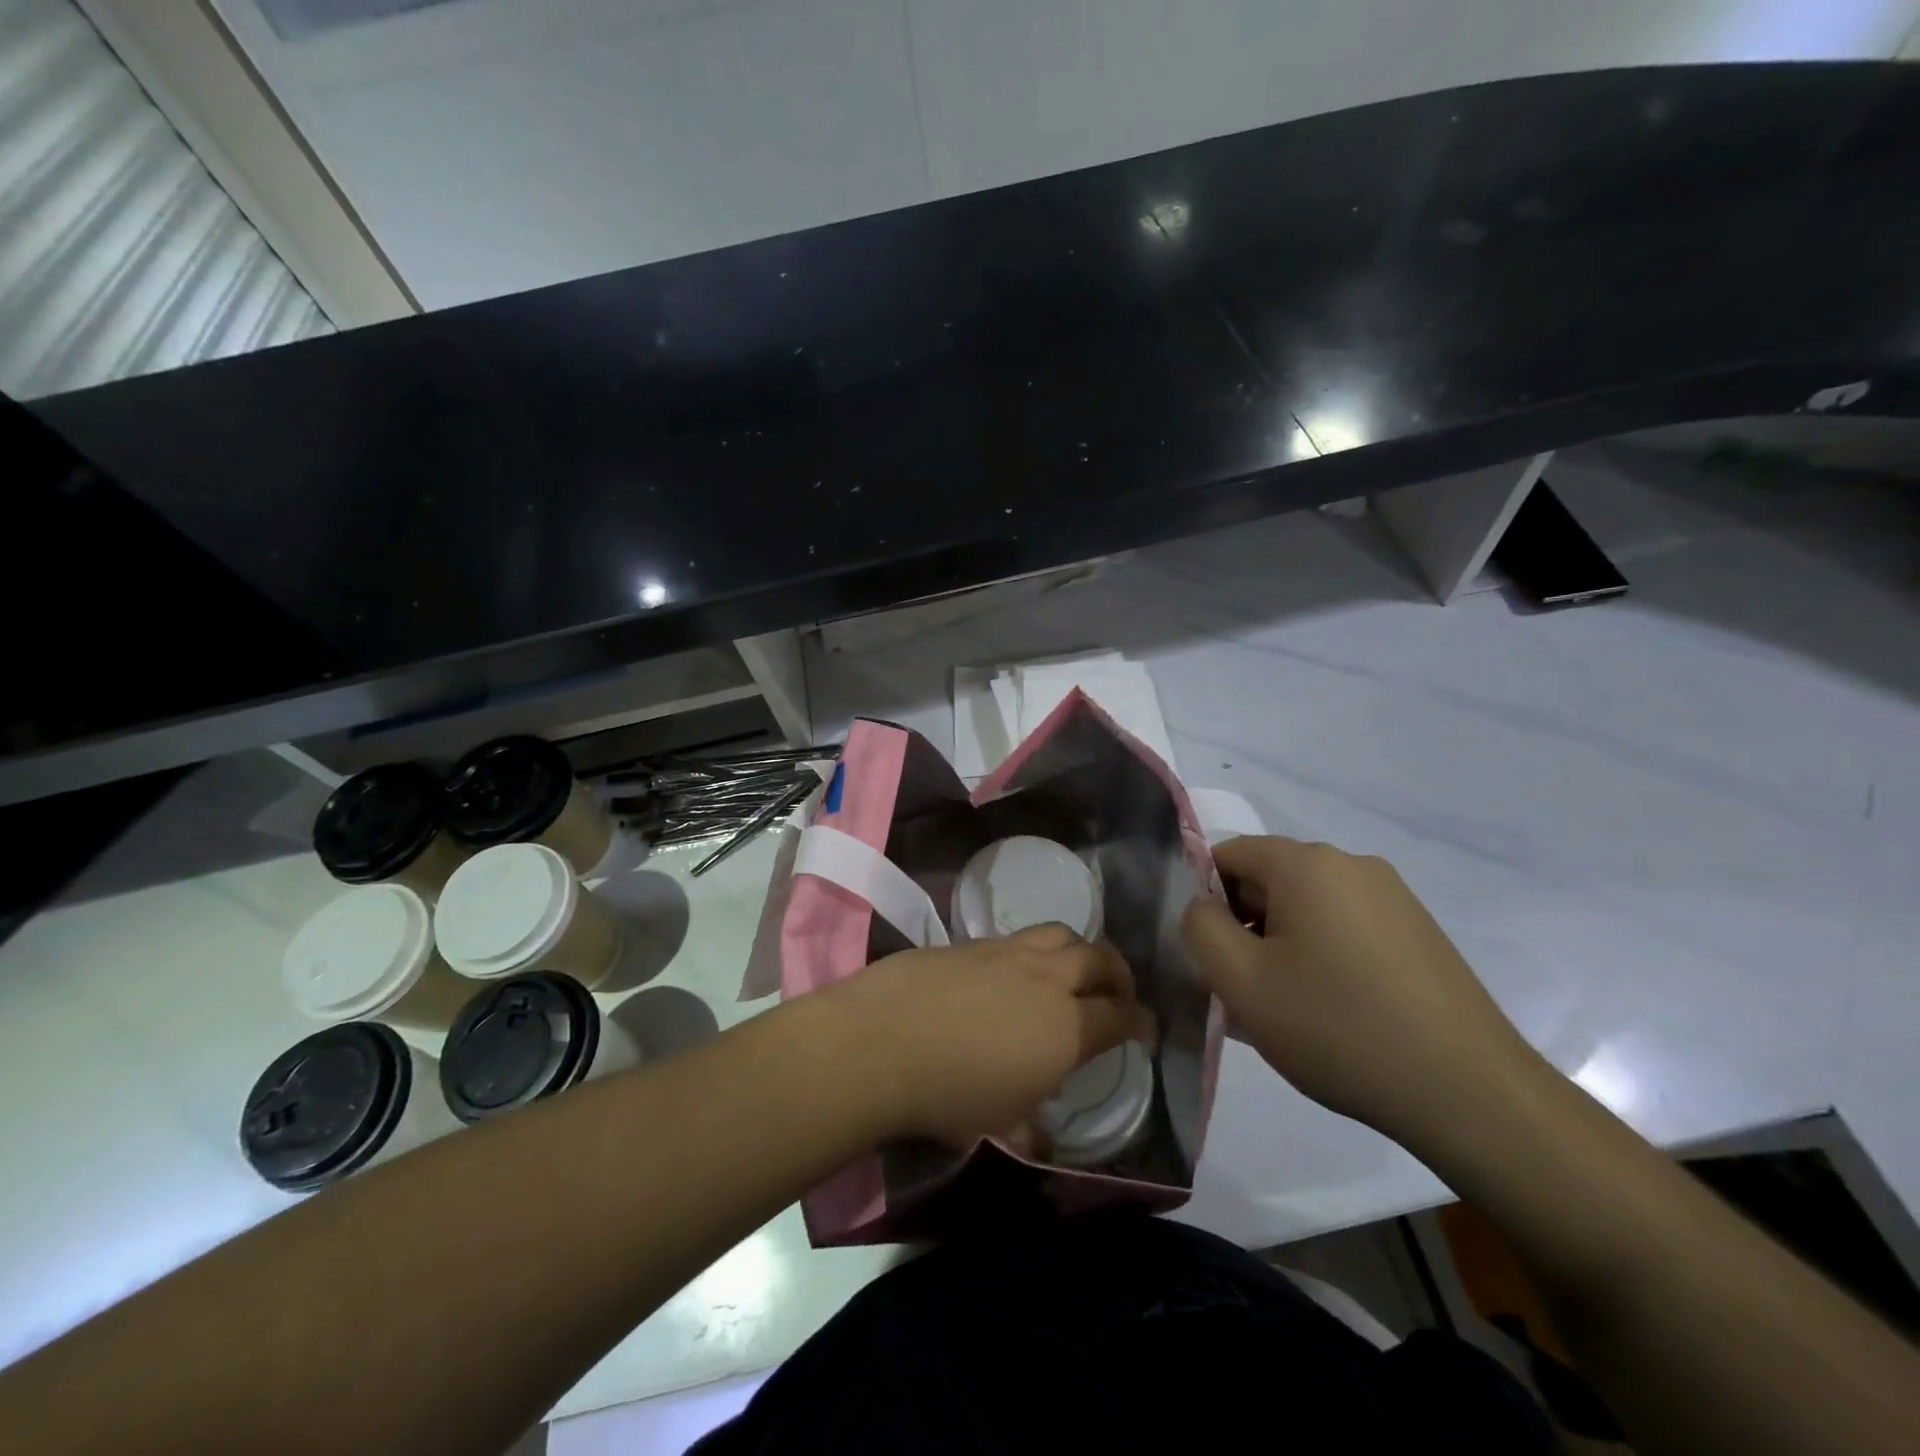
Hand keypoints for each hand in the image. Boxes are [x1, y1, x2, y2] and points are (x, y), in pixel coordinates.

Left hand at [827, 923, 1154, 1147]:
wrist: (880, 1042)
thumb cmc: (950, 1096)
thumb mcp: (1001, 1129)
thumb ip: (1031, 1133)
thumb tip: (1042, 1143)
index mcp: (1067, 1027)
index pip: (1122, 1016)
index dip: (1142, 1021)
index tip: (1146, 1029)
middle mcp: (1045, 979)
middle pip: (1098, 957)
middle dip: (1118, 972)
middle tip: (1117, 991)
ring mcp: (1004, 952)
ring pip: (1059, 933)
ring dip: (1077, 949)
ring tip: (1069, 970)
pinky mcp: (968, 942)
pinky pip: (1014, 938)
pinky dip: (1029, 952)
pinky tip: (1009, 975)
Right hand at [1182, 836, 1542, 1149]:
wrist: (1469, 1093)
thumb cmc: (1338, 1028)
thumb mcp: (1241, 982)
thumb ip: (1199, 928)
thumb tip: (1203, 906)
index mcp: (1306, 863)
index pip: (1226, 855)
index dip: (1205, 901)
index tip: (1214, 957)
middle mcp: (1352, 864)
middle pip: (1268, 879)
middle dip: (1245, 926)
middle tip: (1247, 990)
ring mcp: (1393, 896)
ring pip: (1307, 907)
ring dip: (1282, 945)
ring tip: (1291, 1009)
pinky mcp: (1419, 931)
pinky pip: (1346, 926)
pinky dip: (1324, 955)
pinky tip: (1334, 1011)